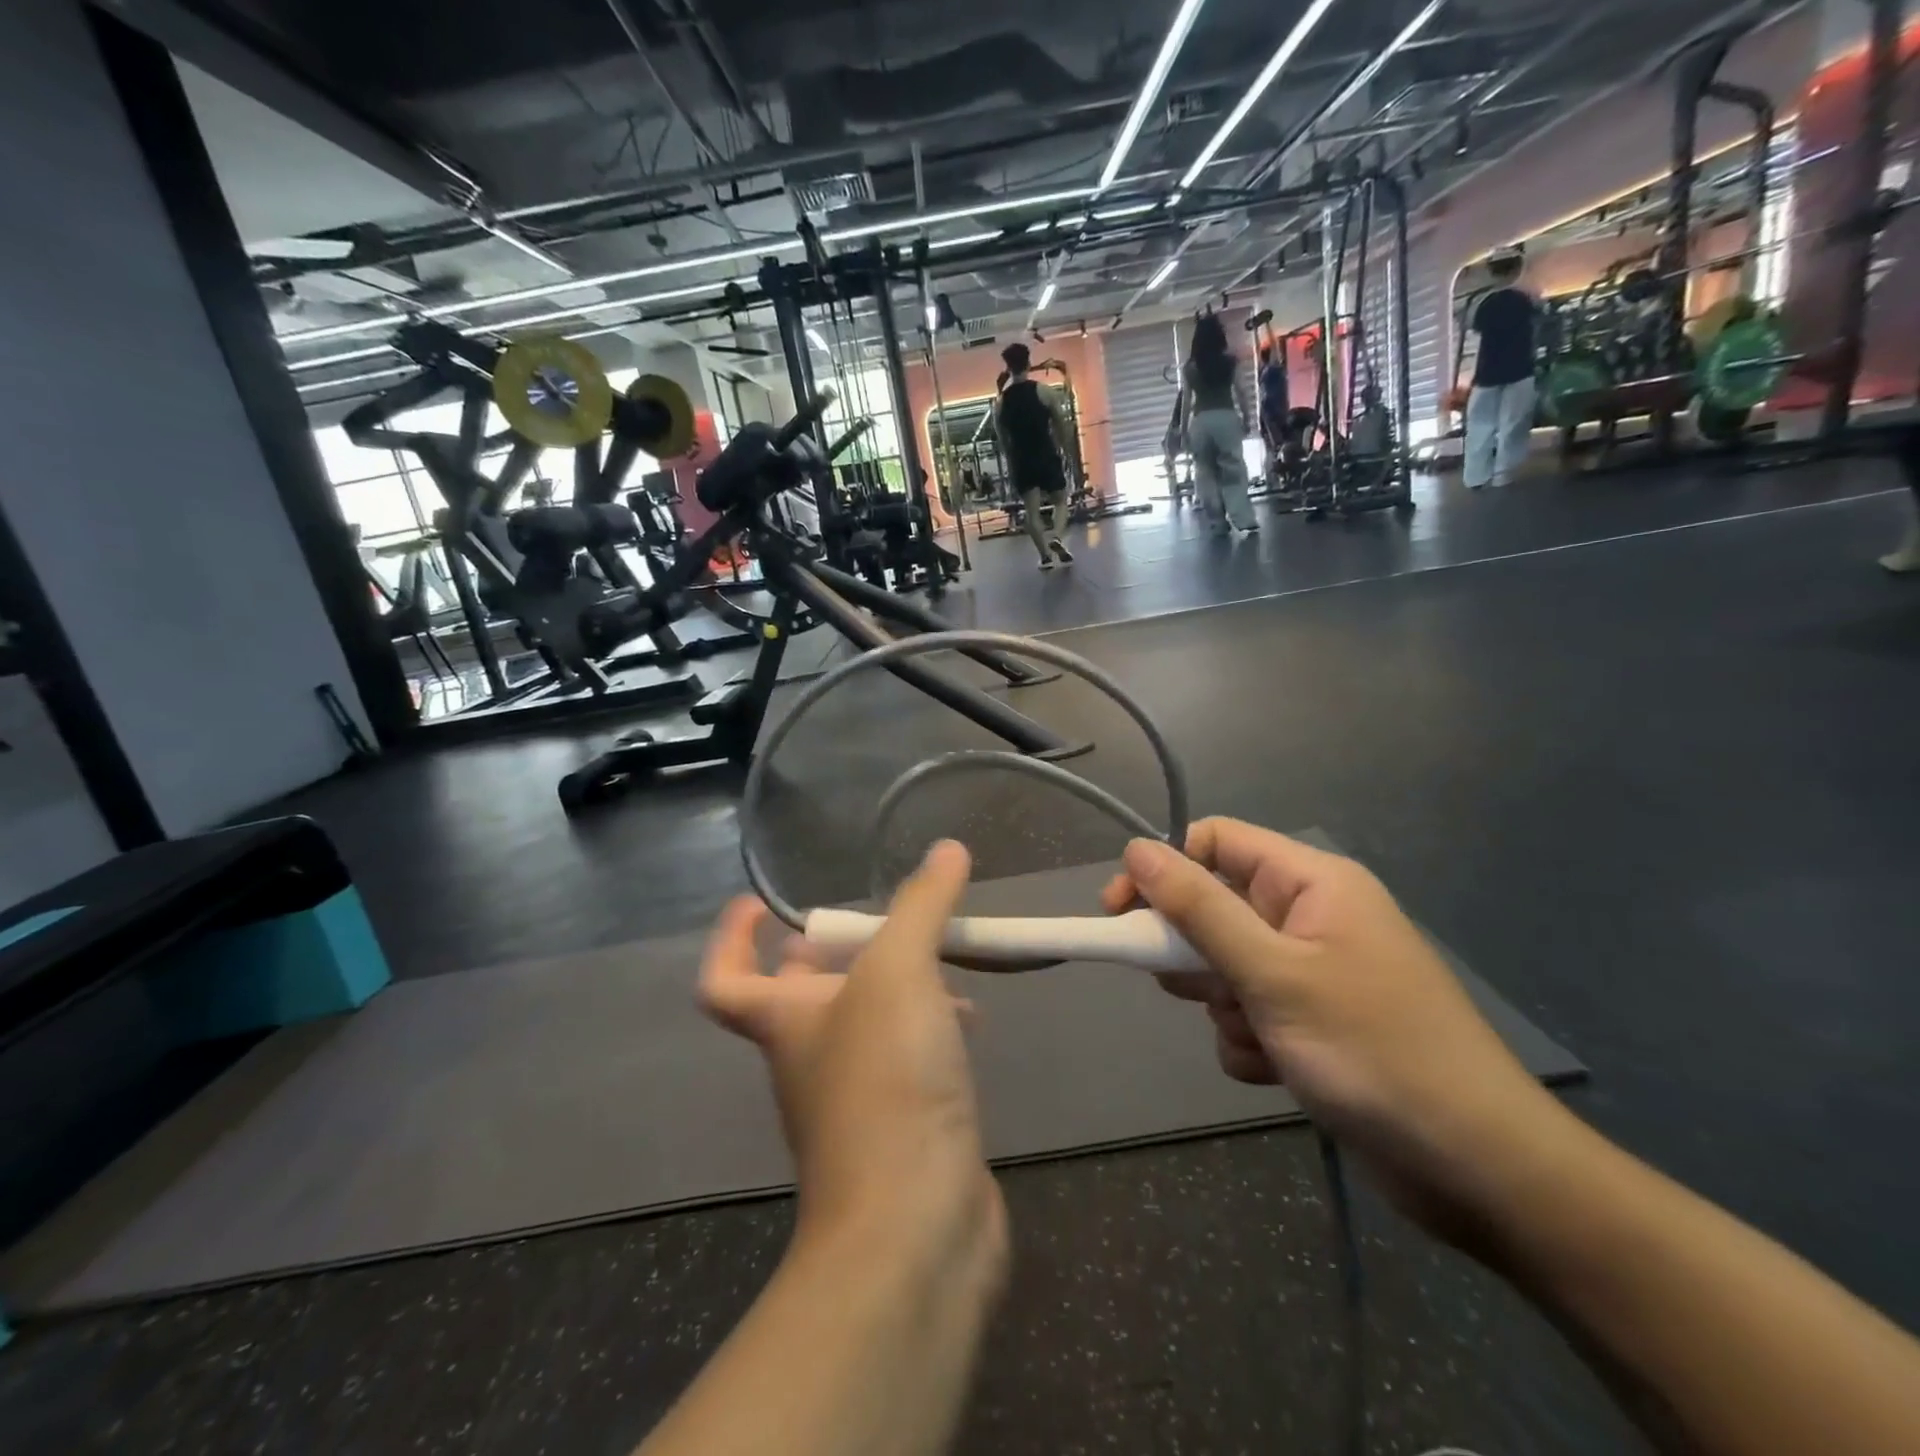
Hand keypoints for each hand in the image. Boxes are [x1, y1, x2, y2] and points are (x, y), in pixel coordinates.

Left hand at [701, 842, 1007, 1282]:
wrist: (914, 1227)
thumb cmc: (885, 1086)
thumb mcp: (900, 973)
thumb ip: (922, 906)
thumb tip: (948, 849)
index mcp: (785, 1021)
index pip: (725, 979)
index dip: (731, 937)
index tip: (762, 902)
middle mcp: (810, 1058)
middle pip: (803, 994)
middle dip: (838, 952)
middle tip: (885, 921)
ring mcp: (855, 1097)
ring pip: (864, 1023)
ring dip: (897, 986)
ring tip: (948, 959)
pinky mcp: (902, 1126)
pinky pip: (906, 1059)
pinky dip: (930, 1030)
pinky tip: (971, 1022)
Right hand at [1103, 820, 1567, 1240]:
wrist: (1477, 1169)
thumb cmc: (1373, 1051)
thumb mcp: (1272, 974)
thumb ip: (1199, 909)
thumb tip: (1136, 849)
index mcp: (1311, 884)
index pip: (1217, 843)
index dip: (1164, 869)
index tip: (1120, 913)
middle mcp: (1310, 917)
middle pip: (1215, 906)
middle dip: (1195, 952)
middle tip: (1192, 987)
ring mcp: (1313, 971)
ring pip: (1226, 965)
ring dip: (1223, 1004)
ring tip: (1257, 1038)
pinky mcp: (1314, 1021)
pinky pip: (1249, 1011)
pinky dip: (1247, 1038)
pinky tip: (1274, 1069)